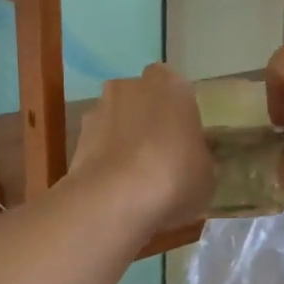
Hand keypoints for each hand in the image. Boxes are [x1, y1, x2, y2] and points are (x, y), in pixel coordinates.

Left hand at [68, 63, 214, 231]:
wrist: (113, 198)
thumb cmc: (174, 176)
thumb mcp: (207, 173)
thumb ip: (198, 157)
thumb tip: (192, 158)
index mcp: (171, 85)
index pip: (177, 89)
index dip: (179, 114)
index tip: (184, 139)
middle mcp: (132, 86)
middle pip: (142, 98)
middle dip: (148, 118)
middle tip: (160, 153)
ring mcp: (99, 108)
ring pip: (117, 118)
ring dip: (123, 137)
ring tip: (134, 175)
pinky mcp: (77, 136)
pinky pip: (98, 142)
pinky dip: (105, 156)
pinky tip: (114, 184)